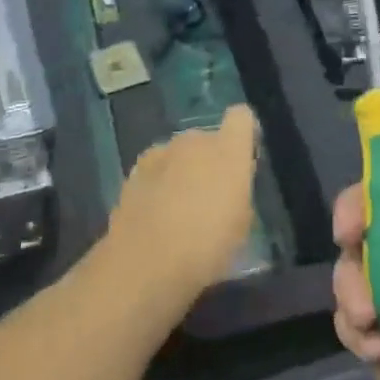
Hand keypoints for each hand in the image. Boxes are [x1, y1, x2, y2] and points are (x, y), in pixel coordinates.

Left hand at [107, 105, 258, 300]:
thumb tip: (230, 188)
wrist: (146, 262)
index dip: (244, 133)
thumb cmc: (207, 247)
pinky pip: (156, 168)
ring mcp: (161, 152)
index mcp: (228, 150)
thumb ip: (238, 194)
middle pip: (207, 138)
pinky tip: (155, 213)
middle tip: (211, 195)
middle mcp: (194, 141)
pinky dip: (158, 182)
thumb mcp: (241, 226)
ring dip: (182, 170)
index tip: (245, 156)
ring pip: (179, 153)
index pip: (241, 117)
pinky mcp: (134, 170)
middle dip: (210, 159)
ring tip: (179, 207)